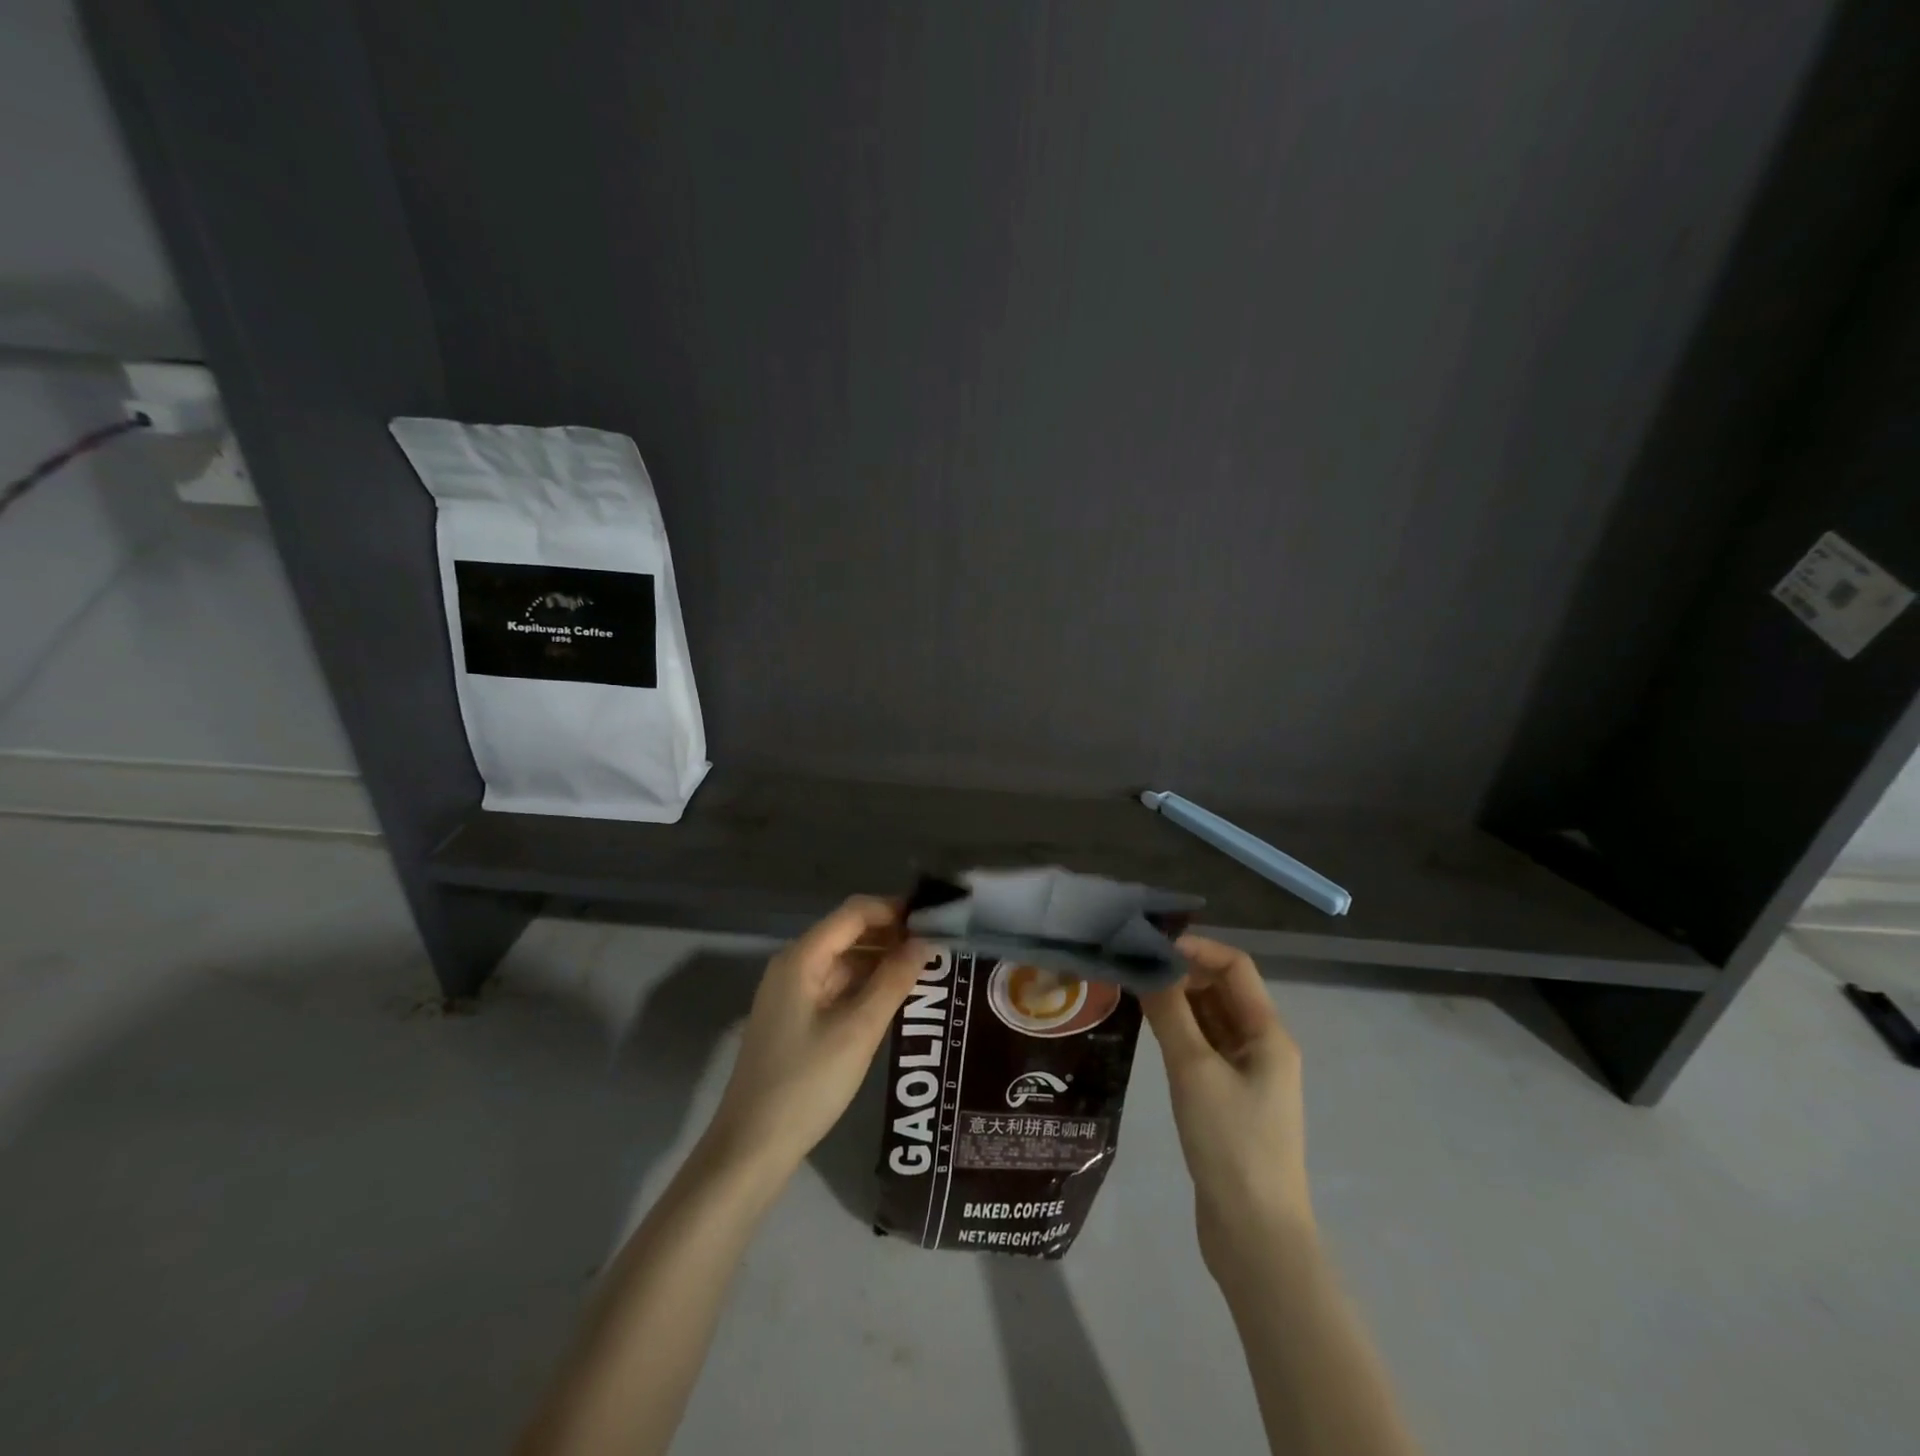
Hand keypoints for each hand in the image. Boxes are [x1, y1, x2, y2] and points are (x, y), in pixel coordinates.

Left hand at [704, 897, 926, 1177]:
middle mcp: (794, 965)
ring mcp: (793, 993)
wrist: (751, 1148)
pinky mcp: (796, 1019)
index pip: (854, 912)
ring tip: (925, 972)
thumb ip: (894, 981)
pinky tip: (895, 999)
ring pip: (845, 961)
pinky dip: (866, 985)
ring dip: (882, 961)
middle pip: (848, 933)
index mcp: (802, 958)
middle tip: (937, 948)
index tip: (934, 920)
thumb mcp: (858, 1030)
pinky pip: (837, 986)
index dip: (894, 909)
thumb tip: (925, 942)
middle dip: (892, 935)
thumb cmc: (807, 1083)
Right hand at [1141, 935, 1312, 1276]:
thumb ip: (1171, 1014)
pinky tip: (1147, 1029)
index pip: (1234, 967)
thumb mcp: (1195, 1071)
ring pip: (1210, 1020)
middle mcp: (1261, 1046)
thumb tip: (1150, 965)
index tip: (1149, 943)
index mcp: (1268, 1033)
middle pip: (1222, 990)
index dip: (1195, 947)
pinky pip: (1203, 1048)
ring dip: (1177, 1002)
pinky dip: (1178, 1032)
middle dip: (1181, 972)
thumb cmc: (1231, 1144)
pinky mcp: (1228, 1100)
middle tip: (1131, 965)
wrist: (1255, 1236)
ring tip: (1132, 990)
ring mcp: (1246, 1075)